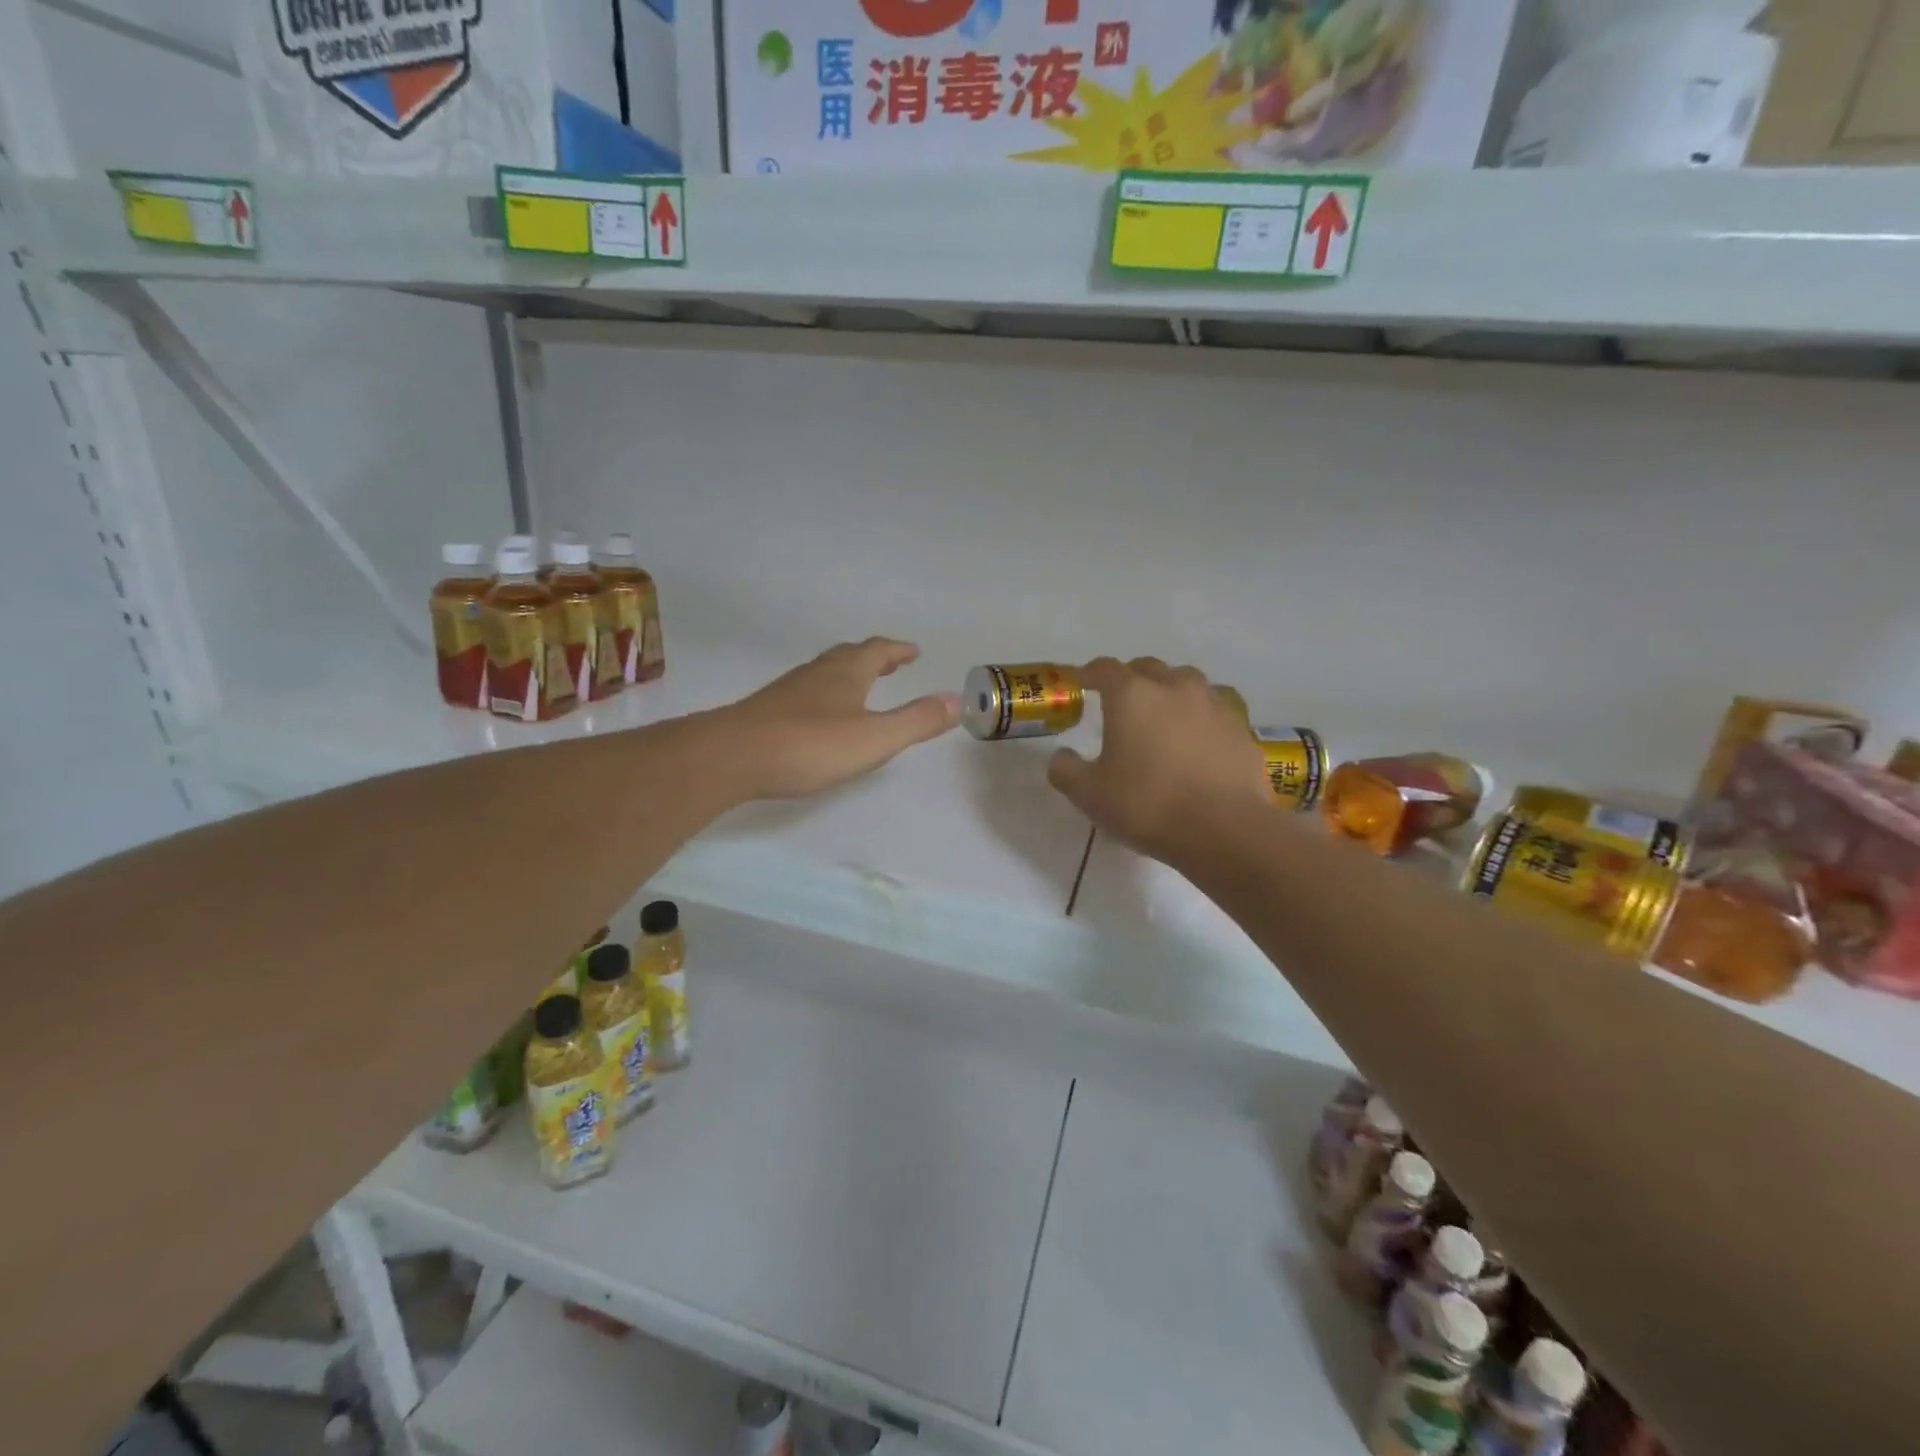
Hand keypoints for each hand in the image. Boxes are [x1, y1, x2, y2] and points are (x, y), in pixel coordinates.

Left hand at [721, 638, 959, 799]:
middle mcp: (817, 673)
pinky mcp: (768, 711)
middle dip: (874, 657)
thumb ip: (916, 721)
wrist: (731, 757)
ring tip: (860, 684)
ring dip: (848, 673)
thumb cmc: (810, 745)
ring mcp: (789, 690)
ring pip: (824, 672)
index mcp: (846, 673)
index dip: (898, 650)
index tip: (914, 651)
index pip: (878, 650)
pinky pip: (806, 692)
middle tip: (892, 662)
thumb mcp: (875, 737)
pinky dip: (825, 693)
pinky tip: (820, 715)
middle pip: (849, 655)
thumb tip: (957, 700)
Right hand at [1047, 657, 1273, 866]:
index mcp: (1132, 695)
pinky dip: (1200, 717)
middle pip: (1148, 669)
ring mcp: (1213, 704)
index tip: (1080, 681)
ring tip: (1162, 716)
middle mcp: (1174, 687)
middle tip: (1120, 703)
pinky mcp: (1241, 728)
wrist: (1225, 829)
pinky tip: (1197, 741)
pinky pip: (1214, 710)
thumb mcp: (1089, 794)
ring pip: (1186, 683)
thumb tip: (1061, 756)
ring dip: (1169, 692)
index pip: (1104, 669)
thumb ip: (1066, 770)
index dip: (1088, 673)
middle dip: (1131, 679)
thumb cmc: (1147, 805)